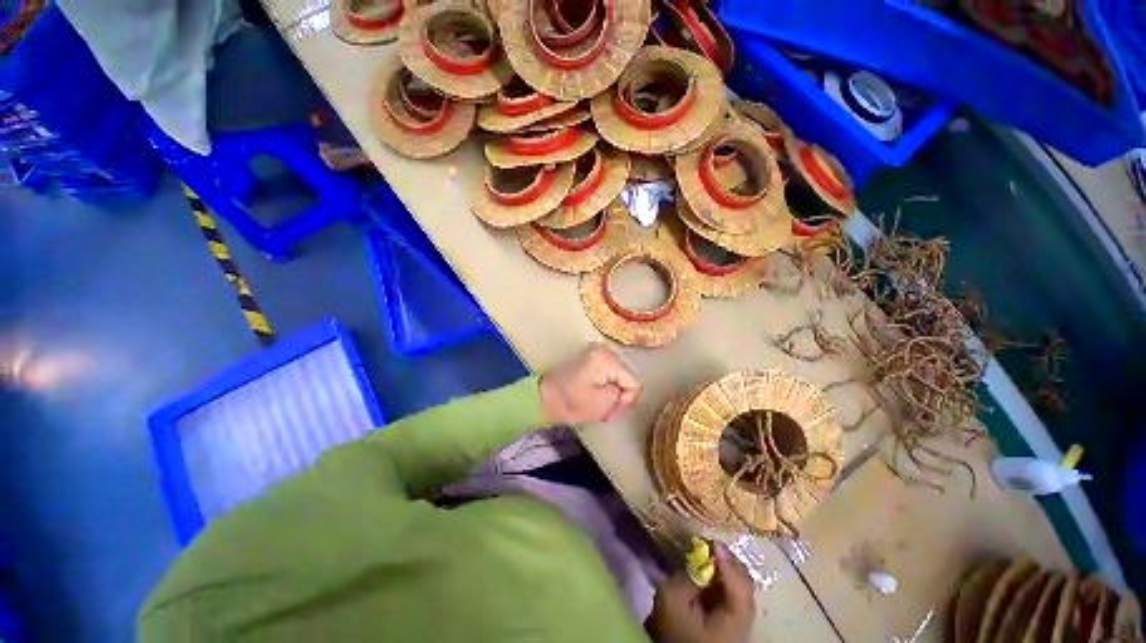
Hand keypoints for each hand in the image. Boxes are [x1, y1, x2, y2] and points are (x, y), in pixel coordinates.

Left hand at [539, 343, 640, 423]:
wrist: (544, 397)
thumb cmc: (571, 402)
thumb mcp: (603, 403)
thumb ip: (623, 396)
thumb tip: (627, 392)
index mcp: (607, 358)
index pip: (633, 382)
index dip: (627, 400)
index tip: (612, 411)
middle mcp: (604, 349)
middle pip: (626, 377)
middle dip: (620, 396)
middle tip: (607, 410)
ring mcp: (596, 352)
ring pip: (618, 376)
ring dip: (613, 392)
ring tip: (600, 404)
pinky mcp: (590, 358)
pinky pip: (609, 373)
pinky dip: (606, 385)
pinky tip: (596, 395)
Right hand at [645, 542, 755, 642]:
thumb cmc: (675, 632)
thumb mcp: (672, 600)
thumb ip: (686, 575)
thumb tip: (699, 556)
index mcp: (735, 618)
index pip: (740, 583)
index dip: (726, 559)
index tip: (710, 541)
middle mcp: (745, 620)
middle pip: (745, 583)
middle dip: (728, 561)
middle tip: (709, 546)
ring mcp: (740, 622)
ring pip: (740, 587)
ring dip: (725, 569)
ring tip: (708, 556)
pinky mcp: (731, 622)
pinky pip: (732, 594)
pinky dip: (722, 579)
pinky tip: (709, 573)